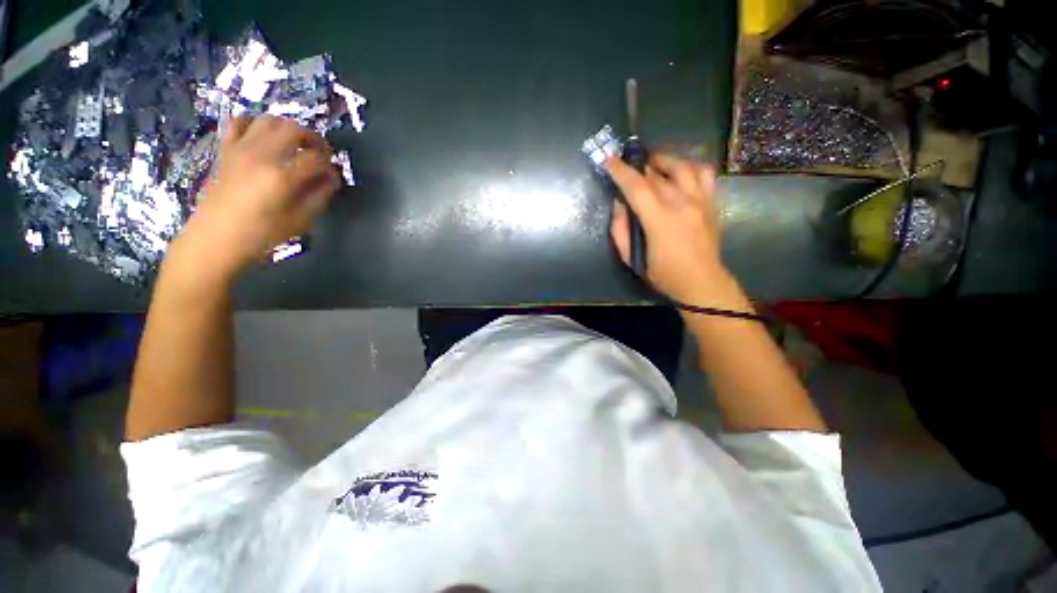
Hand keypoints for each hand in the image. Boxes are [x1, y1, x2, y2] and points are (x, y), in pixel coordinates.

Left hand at [173, 115, 339, 279]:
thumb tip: (331, 178)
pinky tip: (264, 138)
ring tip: (295, 145)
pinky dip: (255, 124)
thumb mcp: (301, 220)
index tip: (333, 177)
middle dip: (314, 139)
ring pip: (269, 119)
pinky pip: (239, 122)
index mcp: (282, 176)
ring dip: (288, 128)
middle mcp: (261, 155)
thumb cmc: (262, 234)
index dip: (330, 166)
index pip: (316, 159)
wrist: (215, 238)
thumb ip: (320, 196)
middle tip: (320, 155)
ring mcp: (240, 148)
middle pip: (295, 129)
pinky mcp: (226, 149)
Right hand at [605, 154, 727, 304]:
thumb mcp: (632, 259)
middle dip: (637, 166)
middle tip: (625, 165)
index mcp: (660, 220)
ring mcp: (700, 200)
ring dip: (662, 161)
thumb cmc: (664, 274)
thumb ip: (620, 230)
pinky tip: (679, 172)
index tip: (608, 160)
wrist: (702, 281)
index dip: (620, 171)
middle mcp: (682, 203)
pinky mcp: (711, 202)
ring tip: (651, 164)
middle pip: (656, 174)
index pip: (636, 187)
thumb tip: (618, 204)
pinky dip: (689, 166)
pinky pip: (704, 173)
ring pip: (682, 166)